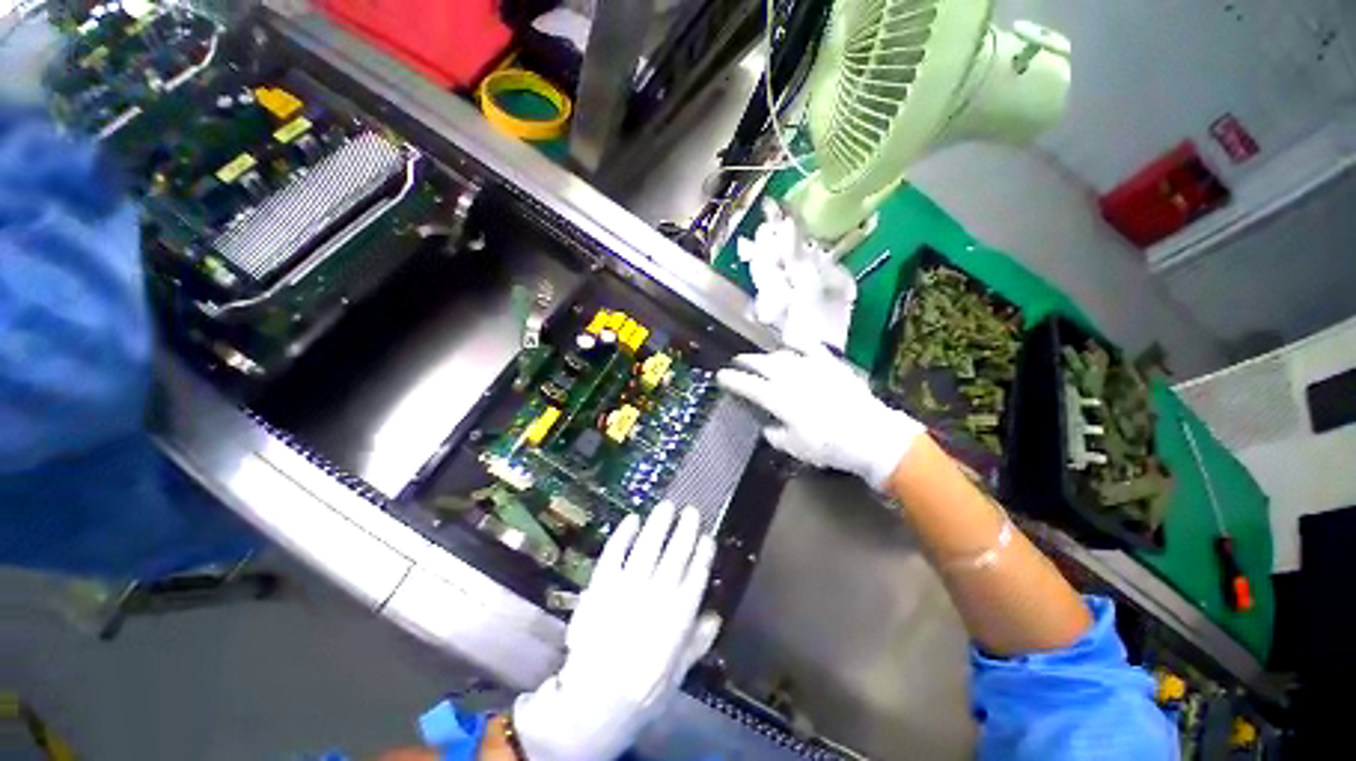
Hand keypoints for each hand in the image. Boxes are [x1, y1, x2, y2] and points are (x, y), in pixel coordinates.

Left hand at [514, 502, 719, 760]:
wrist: (594, 702)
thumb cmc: (642, 691)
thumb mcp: (679, 672)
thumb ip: (698, 641)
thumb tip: (715, 616)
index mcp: (679, 617)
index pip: (697, 576)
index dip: (703, 554)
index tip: (708, 537)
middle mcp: (657, 596)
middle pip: (676, 554)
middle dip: (686, 530)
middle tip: (691, 511)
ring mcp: (628, 588)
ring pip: (648, 547)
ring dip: (659, 524)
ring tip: (667, 506)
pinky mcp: (602, 585)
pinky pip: (615, 553)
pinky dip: (624, 534)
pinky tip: (632, 519)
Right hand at [717, 342, 924, 490]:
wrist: (869, 434)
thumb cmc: (828, 446)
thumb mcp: (794, 447)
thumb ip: (775, 434)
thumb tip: (768, 425)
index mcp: (778, 398)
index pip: (747, 385)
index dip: (732, 379)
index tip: (721, 376)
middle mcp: (790, 378)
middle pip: (761, 364)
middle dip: (746, 361)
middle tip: (737, 362)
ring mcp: (811, 367)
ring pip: (781, 355)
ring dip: (767, 356)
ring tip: (761, 358)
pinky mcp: (830, 363)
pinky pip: (810, 346)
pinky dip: (797, 342)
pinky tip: (790, 341)